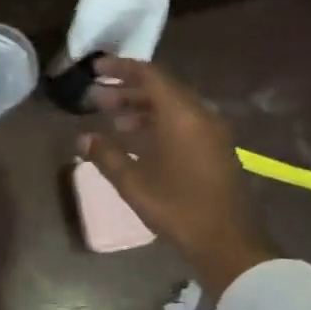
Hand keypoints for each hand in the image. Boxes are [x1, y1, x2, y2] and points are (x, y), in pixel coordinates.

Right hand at [81, 57, 277, 299]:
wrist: (227, 241)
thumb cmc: (178, 208)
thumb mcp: (134, 183)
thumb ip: (106, 156)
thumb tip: (83, 138)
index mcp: (182, 116)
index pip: (150, 75)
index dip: (121, 68)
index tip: (96, 68)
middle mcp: (200, 115)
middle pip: (162, 89)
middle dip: (127, 90)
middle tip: (96, 98)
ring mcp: (211, 132)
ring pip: (172, 107)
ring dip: (141, 108)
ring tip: (112, 119)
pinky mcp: (215, 148)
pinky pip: (183, 122)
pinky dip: (157, 122)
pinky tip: (136, 139)